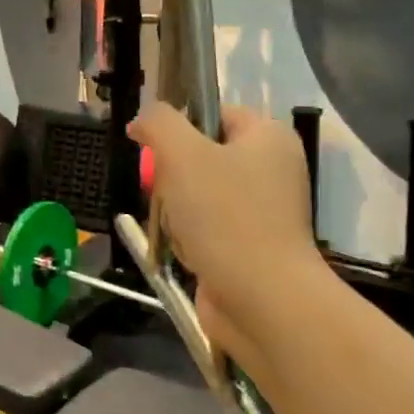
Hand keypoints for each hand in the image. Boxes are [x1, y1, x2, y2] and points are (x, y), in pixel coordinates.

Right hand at [128, 103, 325, 363]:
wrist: (261, 300)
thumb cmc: (224, 216)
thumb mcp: (182, 153)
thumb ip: (158, 122)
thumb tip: (141, 120)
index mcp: (268, 137)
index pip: (213, 113)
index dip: (178, 127)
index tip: (153, 150)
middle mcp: (271, 169)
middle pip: (199, 155)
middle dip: (171, 175)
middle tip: (164, 192)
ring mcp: (262, 211)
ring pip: (195, 194)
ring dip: (174, 210)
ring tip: (174, 227)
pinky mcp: (248, 246)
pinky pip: (203, 228)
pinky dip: (186, 237)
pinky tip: (184, 249)